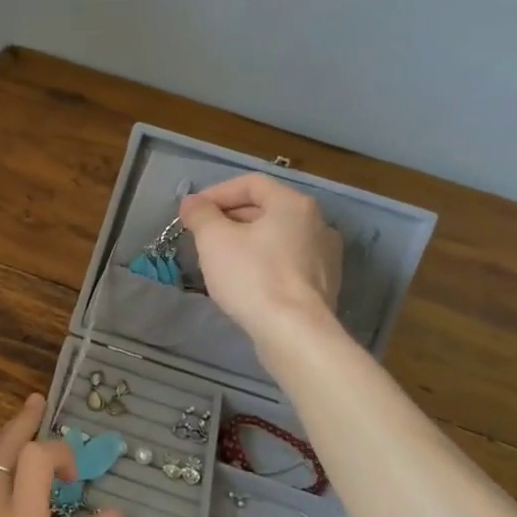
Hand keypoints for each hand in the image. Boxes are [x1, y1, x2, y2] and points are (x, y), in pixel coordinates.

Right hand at [180, 174, 343, 341]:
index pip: (251, 183)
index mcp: (293, 204)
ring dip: (246, 241)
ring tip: (218, 258)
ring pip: (276, 237)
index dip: (217, 193)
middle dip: (230, 218)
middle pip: (266, 208)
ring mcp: (325, 255)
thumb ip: (200, 214)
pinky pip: (287, 262)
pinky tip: (244, 281)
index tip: (193, 212)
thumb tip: (192, 202)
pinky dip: (263, 262)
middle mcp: (317, 223)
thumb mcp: (214, 239)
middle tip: (201, 234)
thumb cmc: (253, 277)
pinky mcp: (323, 284)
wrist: (294, 333)